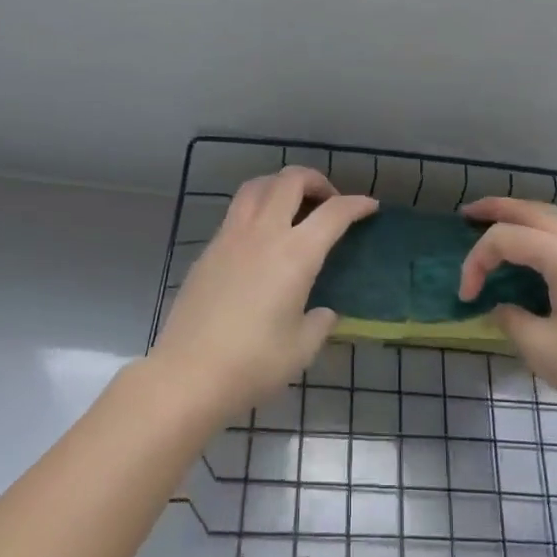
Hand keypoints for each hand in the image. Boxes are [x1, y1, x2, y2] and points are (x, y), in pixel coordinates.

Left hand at [151, 167, 377, 424]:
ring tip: (293, 206)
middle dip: (316, 180)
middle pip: (290, 180)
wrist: (187, 375)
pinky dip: (257, 207)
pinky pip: (237, 211)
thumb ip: (319, 323)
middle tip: (329, 202)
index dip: (357, 204)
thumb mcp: (301, 349)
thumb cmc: (252, 364)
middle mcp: (263, 234)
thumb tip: (322, 312)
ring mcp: (230, 237)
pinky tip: (262, 238)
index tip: (370, 207)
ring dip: (281, 185)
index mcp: (295, 255)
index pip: (334, 213)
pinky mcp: (208, 250)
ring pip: (257, 186)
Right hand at [460, 198, 556, 431]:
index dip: (477, 262)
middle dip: (497, 208)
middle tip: (467, 215)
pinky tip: (531, 247)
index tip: (466, 298)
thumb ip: (510, 318)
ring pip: (555, 218)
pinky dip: (542, 229)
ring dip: (523, 214)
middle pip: (533, 211)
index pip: (507, 239)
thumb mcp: (539, 348)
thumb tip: (501, 307)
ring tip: (496, 221)